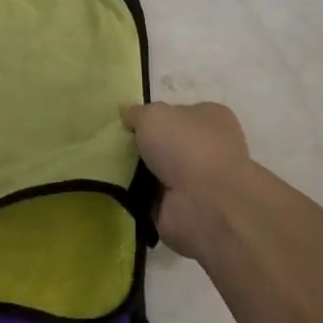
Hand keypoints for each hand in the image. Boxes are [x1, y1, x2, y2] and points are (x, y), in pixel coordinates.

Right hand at [120, 100, 251, 258]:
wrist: (206, 205)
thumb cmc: (186, 147)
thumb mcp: (153, 115)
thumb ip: (137, 113)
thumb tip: (128, 115)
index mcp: (212, 118)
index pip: (179, 113)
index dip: (153, 117)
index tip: (128, 124)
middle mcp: (211, 148)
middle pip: (168, 143)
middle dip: (143, 147)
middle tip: (115, 147)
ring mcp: (200, 182)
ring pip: (159, 172)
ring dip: (138, 173)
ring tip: (110, 169)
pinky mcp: (187, 209)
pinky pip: (153, 198)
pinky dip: (137, 197)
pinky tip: (118, 191)